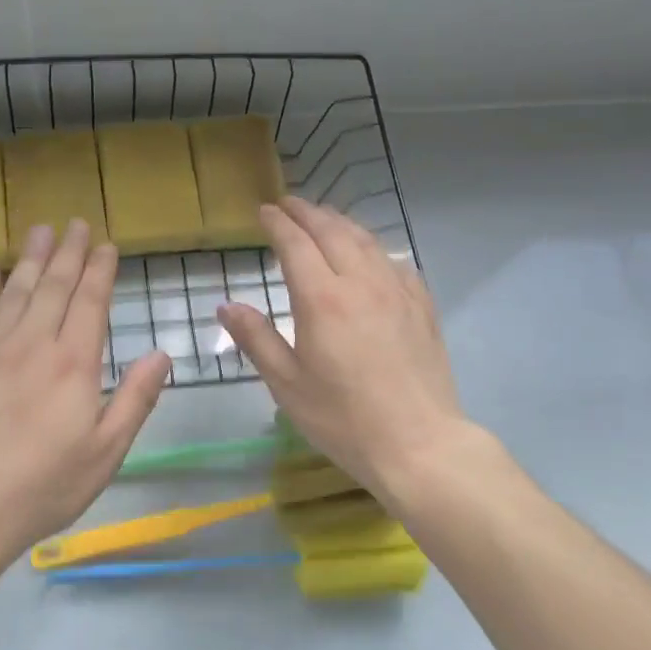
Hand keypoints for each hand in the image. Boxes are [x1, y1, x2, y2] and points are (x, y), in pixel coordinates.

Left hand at [0, 220, 170, 562]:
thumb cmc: (43, 486)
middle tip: (76, 224)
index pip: (90, 301)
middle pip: (53, 286)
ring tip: (41, 231)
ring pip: (14, 291)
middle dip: (68, 253)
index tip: (107, 245)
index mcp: (74, 363)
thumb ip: (135, 399)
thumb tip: (161, 354)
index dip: (101, 270)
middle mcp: (32, 343)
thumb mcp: (106, 452)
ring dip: (30, 259)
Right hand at [217, 198, 470, 499]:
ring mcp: (398, 291)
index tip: (264, 211)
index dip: (278, 223)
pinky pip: (395, 261)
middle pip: (332, 231)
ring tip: (324, 219)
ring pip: (366, 240)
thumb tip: (228, 305)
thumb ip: (256, 339)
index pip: (296, 244)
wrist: (419, 444)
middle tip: (289, 204)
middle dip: (307, 212)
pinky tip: (371, 255)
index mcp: (322, 299)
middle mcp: (362, 282)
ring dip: (340, 223)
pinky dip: (374, 247)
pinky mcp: (422, 306)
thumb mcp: (287, 384)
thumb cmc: (343, 419)